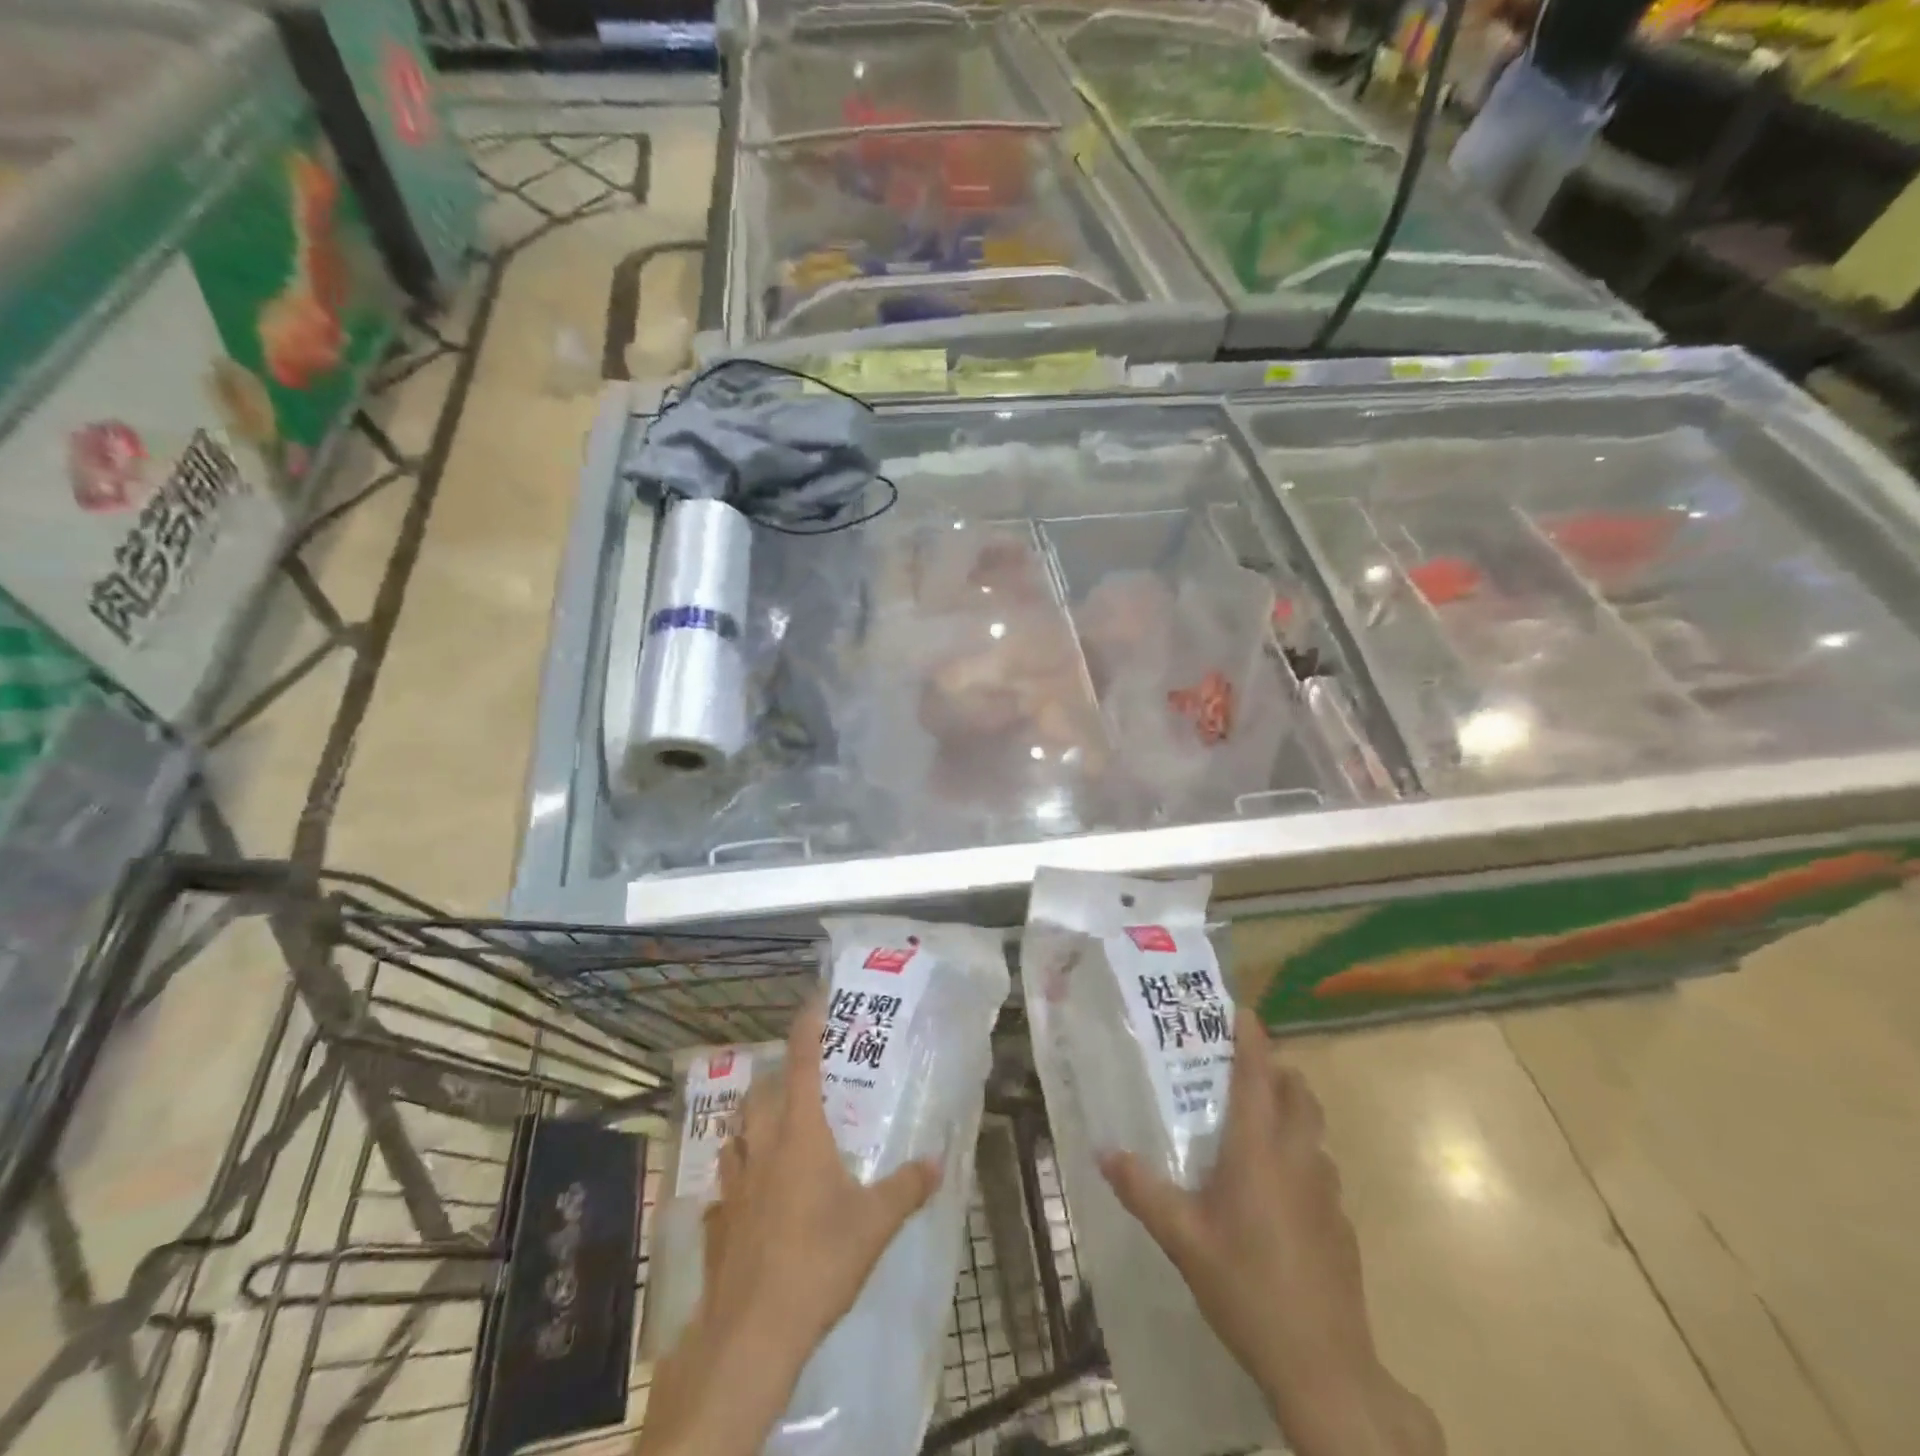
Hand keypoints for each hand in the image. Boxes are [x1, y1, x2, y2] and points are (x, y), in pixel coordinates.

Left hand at [636, 998, 941, 1455]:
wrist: (752, 1332)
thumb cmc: (818, 1261)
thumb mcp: (875, 1224)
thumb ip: (907, 1188)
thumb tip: (937, 1162)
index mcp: (799, 1132)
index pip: (800, 1061)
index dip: (807, 1026)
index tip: (815, 1000)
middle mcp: (762, 1146)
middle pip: (760, 1092)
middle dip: (778, 1076)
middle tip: (803, 1079)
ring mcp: (734, 1182)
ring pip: (737, 1132)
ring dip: (754, 1120)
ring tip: (776, 1128)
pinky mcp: (719, 1218)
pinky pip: (727, 1180)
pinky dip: (740, 1173)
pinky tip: (754, 1193)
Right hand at [1099, 1010, 1443, 1455]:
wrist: (1325, 1367)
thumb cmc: (1246, 1288)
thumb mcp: (1182, 1239)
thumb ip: (1142, 1189)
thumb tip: (1104, 1150)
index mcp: (1259, 1150)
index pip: (1258, 1075)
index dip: (1252, 1038)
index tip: (1241, 1010)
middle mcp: (1299, 1158)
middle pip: (1298, 1093)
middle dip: (1276, 1070)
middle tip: (1241, 1068)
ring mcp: (1327, 1192)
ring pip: (1313, 1130)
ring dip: (1291, 1111)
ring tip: (1255, 1125)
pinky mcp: (1342, 1225)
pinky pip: (1320, 1169)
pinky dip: (1301, 1156)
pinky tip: (1276, 1192)